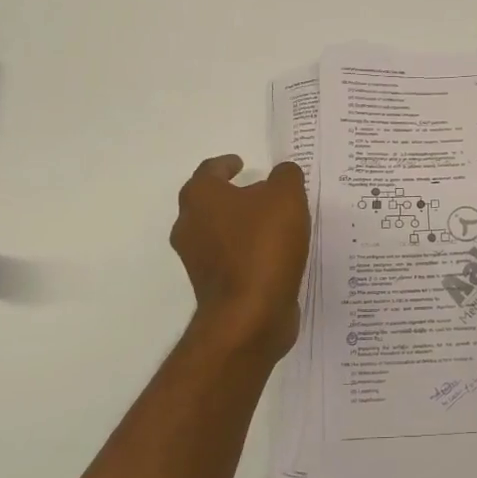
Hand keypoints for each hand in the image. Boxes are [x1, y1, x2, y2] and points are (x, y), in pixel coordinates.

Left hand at [169, 155, 310, 362]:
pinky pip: (230, 259)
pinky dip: (247, 252)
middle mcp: (190, 226)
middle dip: (233, 196)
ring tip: (273, 225)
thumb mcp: (286, 197)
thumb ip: (286, 176)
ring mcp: (198, 260)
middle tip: (261, 192)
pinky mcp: (213, 286)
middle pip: (210, 202)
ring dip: (241, 226)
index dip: (227, 164)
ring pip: (219, 232)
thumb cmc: (263, 246)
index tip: (242, 163)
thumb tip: (282, 174)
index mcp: (201, 197)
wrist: (249, 314)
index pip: (210, 170)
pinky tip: (273, 254)